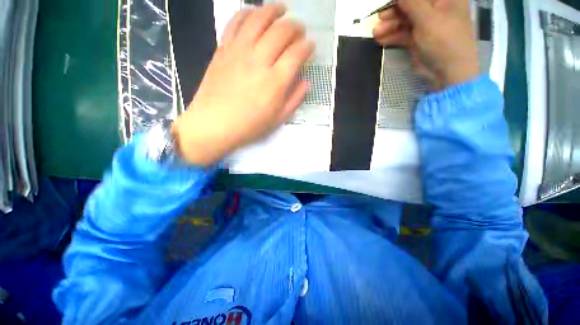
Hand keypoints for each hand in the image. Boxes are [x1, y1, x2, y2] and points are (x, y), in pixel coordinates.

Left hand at [172, 4, 314, 165]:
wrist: (214, 124)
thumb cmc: (249, 126)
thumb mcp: (278, 119)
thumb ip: (295, 99)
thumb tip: (307, 82)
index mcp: (276, 81)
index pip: (297, 53)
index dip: (308, 46)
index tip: (311, 47)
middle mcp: (260, 60)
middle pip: (282, 31)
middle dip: (296, 27)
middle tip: (300, 30)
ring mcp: (239, 51)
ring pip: (260, 19)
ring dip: (274, 10)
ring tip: (282, 9)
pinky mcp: (223, 49)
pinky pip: (236, 22)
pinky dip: (247, 12)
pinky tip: (255, 13)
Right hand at [373, 0, 479, 89]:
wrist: (447, 73)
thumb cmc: (444, 41)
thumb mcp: (427, 18)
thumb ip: (411, 2)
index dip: (402, 0)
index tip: (388, 3)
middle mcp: (436, 8)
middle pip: (411, 5)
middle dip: (394, 12)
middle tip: (379, 18)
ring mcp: (426, 24)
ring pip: (405, 20)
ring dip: (390, 26)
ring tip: (376, 33)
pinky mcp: (418, 39)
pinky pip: (403, 34)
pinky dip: (392, 36)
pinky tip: (381, 40)